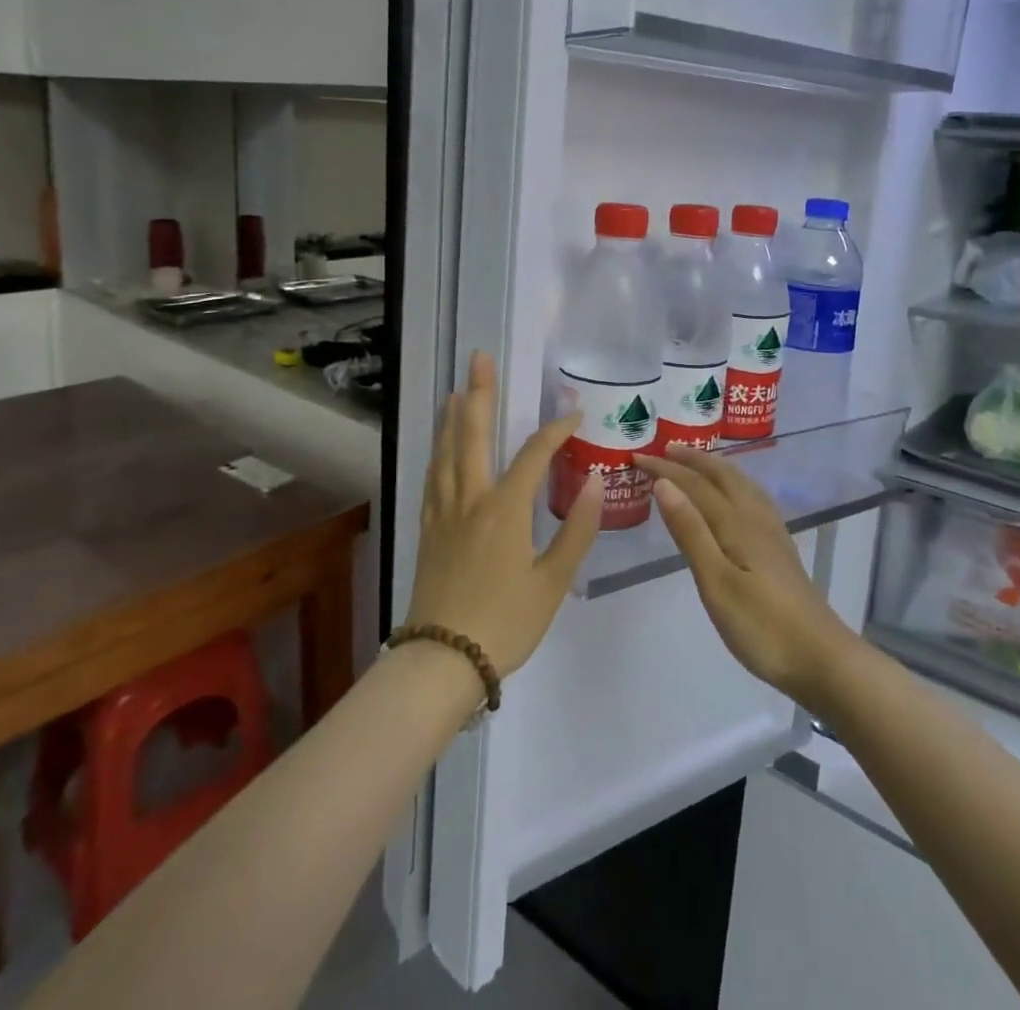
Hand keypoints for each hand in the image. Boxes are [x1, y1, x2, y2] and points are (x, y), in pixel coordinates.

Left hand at [404, 352, 603, 675]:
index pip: (533, 453)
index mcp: (504, 509)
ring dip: (452, 417)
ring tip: (456, 390)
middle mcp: (470, 499)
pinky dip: (438, 453)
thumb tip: (592, 482)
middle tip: (479, 359)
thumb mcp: (553, 582)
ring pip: (446, 452)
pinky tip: (439, 447)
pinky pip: (432, 479)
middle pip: (472, 434)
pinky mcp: (428, 529)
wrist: (443, 660)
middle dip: (478, 393)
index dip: (556, 429)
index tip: (574, 413)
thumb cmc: (505, 622)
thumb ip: (575, 529)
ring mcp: (444, 513)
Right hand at [636, 445, 861, 714]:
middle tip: (664, 448)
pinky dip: (733, 483)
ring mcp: (771, 531)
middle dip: (692, 458)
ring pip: (740, 483)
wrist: (821, 657)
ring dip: (714, 467)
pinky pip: (751, 497)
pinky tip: (734, 496)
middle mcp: (755, 517)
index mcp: (736, 523)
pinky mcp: (779, 547)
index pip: (694, 484)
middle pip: (722, 475)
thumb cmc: (761, 625)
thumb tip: (664, 484)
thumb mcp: (716, 582)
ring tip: (695, 461)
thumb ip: (690, 531)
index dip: (665, 468)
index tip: (637, 457)